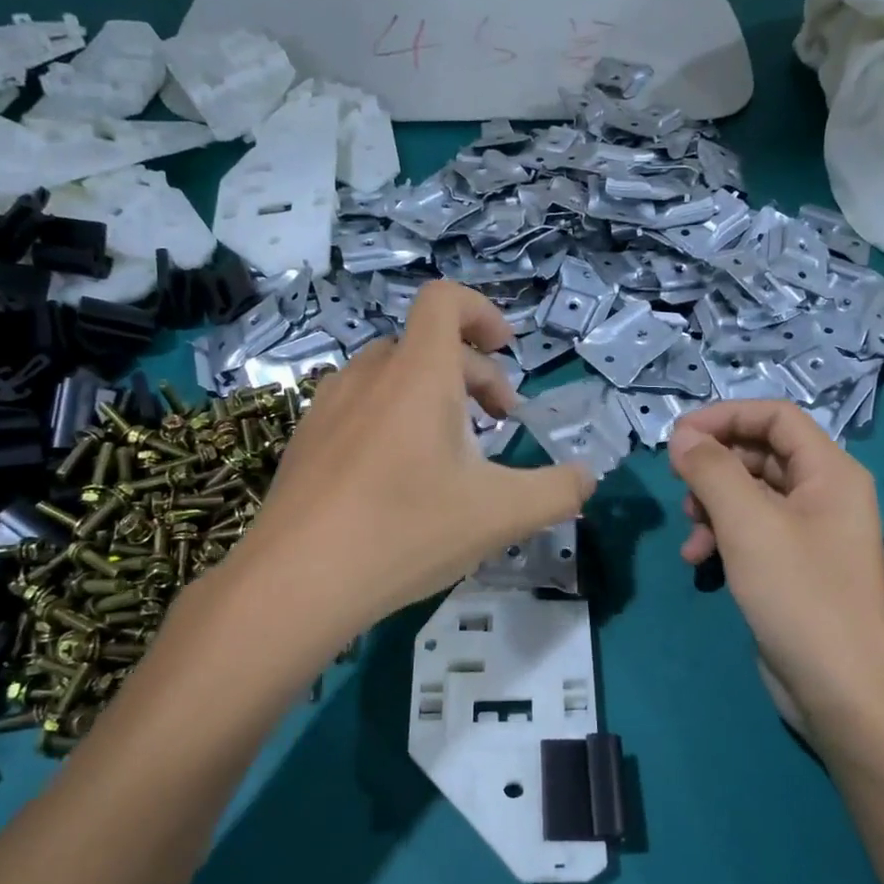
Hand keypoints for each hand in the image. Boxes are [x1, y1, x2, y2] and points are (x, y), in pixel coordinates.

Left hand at [226, 281, 593, 638]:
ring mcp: (328, 407)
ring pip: (392, 377)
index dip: (483, 312)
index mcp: (418, 375)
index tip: (508, 352)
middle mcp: (369, 376)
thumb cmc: (406, 532)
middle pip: (427, 345)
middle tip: (499, 424)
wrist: (295, 583)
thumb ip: (558, 491)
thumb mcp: (502, 515)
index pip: (445, 300)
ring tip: (452, 451)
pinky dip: (393, 420)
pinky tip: (398, 480)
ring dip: (432, 396)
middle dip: (474, 374)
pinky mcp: (305, 440)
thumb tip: (587, 477)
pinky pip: (360, 407)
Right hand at [668, 402, 883, 744]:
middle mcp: (824, 494)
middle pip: (761, 454)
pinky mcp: (793, 568)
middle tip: (679, 486)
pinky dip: (722, 538)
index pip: (775, 416)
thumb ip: (711, 470)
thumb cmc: (800, 594)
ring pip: (750, 496)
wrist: (842, 690)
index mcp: (829, 471)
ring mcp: (809, 533)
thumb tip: (682, 436)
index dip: (725, 417)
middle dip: (715, 467)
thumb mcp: (748, 523)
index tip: (678, 436)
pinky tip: (698, 561)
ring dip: (713, 506)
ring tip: (691, 534)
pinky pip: (752, 533)